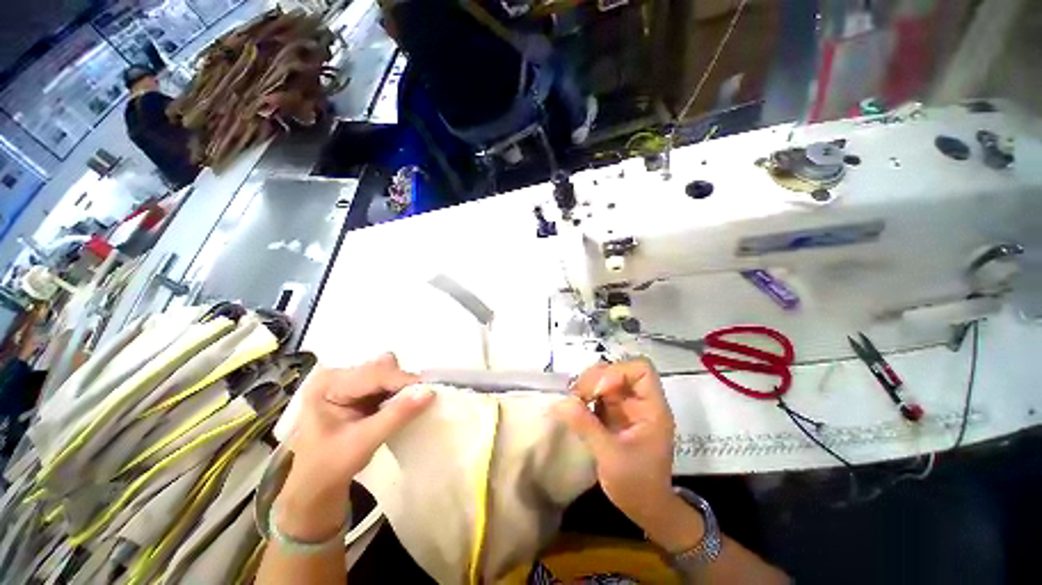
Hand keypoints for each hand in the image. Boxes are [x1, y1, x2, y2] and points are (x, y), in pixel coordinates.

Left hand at [280, 353, 433, 536]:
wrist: (317, 486)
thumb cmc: (329, 467)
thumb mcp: (362, 442)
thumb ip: (396, 416)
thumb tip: (429, 393)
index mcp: (327, 384)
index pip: (372, 374)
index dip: (402, 380)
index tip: (430, 389)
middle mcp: (339, 375)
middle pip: (381, 368)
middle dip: (403, 383)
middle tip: (422, 398)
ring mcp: (350, 381)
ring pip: (388, 372)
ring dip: (403, 387)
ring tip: (411, 404)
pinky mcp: (362, 390)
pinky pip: (389, 383)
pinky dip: (400, 392)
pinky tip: (404, 405)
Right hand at [552, 360, 701, 547]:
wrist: (645, 509)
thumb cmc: (637, 485)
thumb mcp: (610, 457)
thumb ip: (586, 426)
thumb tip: (559, 403)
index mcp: (651, 407)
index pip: (641, 369)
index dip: (618, 372)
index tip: (600, 392)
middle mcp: (639, 401)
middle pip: (618, 369)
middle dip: (596, 378)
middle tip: (578, 396)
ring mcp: (626, 406)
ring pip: (605, 378)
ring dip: (587, 384)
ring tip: (574, 401)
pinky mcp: (614, 413)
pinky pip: (597, 393)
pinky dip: (584, 395)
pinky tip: (575, 406)